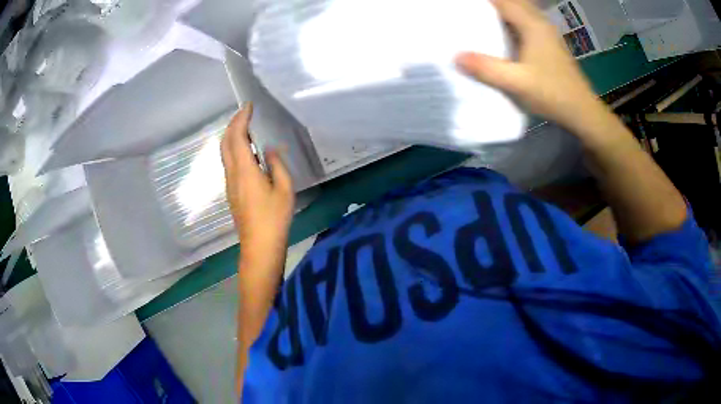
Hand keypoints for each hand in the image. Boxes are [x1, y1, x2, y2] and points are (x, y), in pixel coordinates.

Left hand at [221, 103, 294, 265]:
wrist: (259, 246)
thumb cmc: (274, 218)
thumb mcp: (284, 189)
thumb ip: (277, 164)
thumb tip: (270, 149)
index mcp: (245, 170)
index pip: (237, 136)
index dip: (241, 119)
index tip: (248, 106)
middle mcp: (232, 173)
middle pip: (225, 142)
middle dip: (233, 124)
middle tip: (246, 114)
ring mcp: (229, 183)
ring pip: (225, 152)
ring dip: (232, 136)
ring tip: (247, 127)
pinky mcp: (231, 191)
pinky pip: (229, 162)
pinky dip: (234, 148)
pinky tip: (247, 151)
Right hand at [455, 0, 605, 133]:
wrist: (582, 112)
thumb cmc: (553, 94)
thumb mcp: (517, 83)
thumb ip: (487, 69)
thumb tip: (456, 57)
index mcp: (532, 25)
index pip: (502, 1)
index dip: (482, 3)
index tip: (463, 7)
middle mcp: (540, 23)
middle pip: (513, 3)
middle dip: (492, 6)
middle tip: (471, 14)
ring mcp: (547, 34)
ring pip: (521, 12)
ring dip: (502, 13)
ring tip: (481, 21)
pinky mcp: (549, 45)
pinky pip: (526, 24)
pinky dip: (512, 23)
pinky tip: (502, 35)